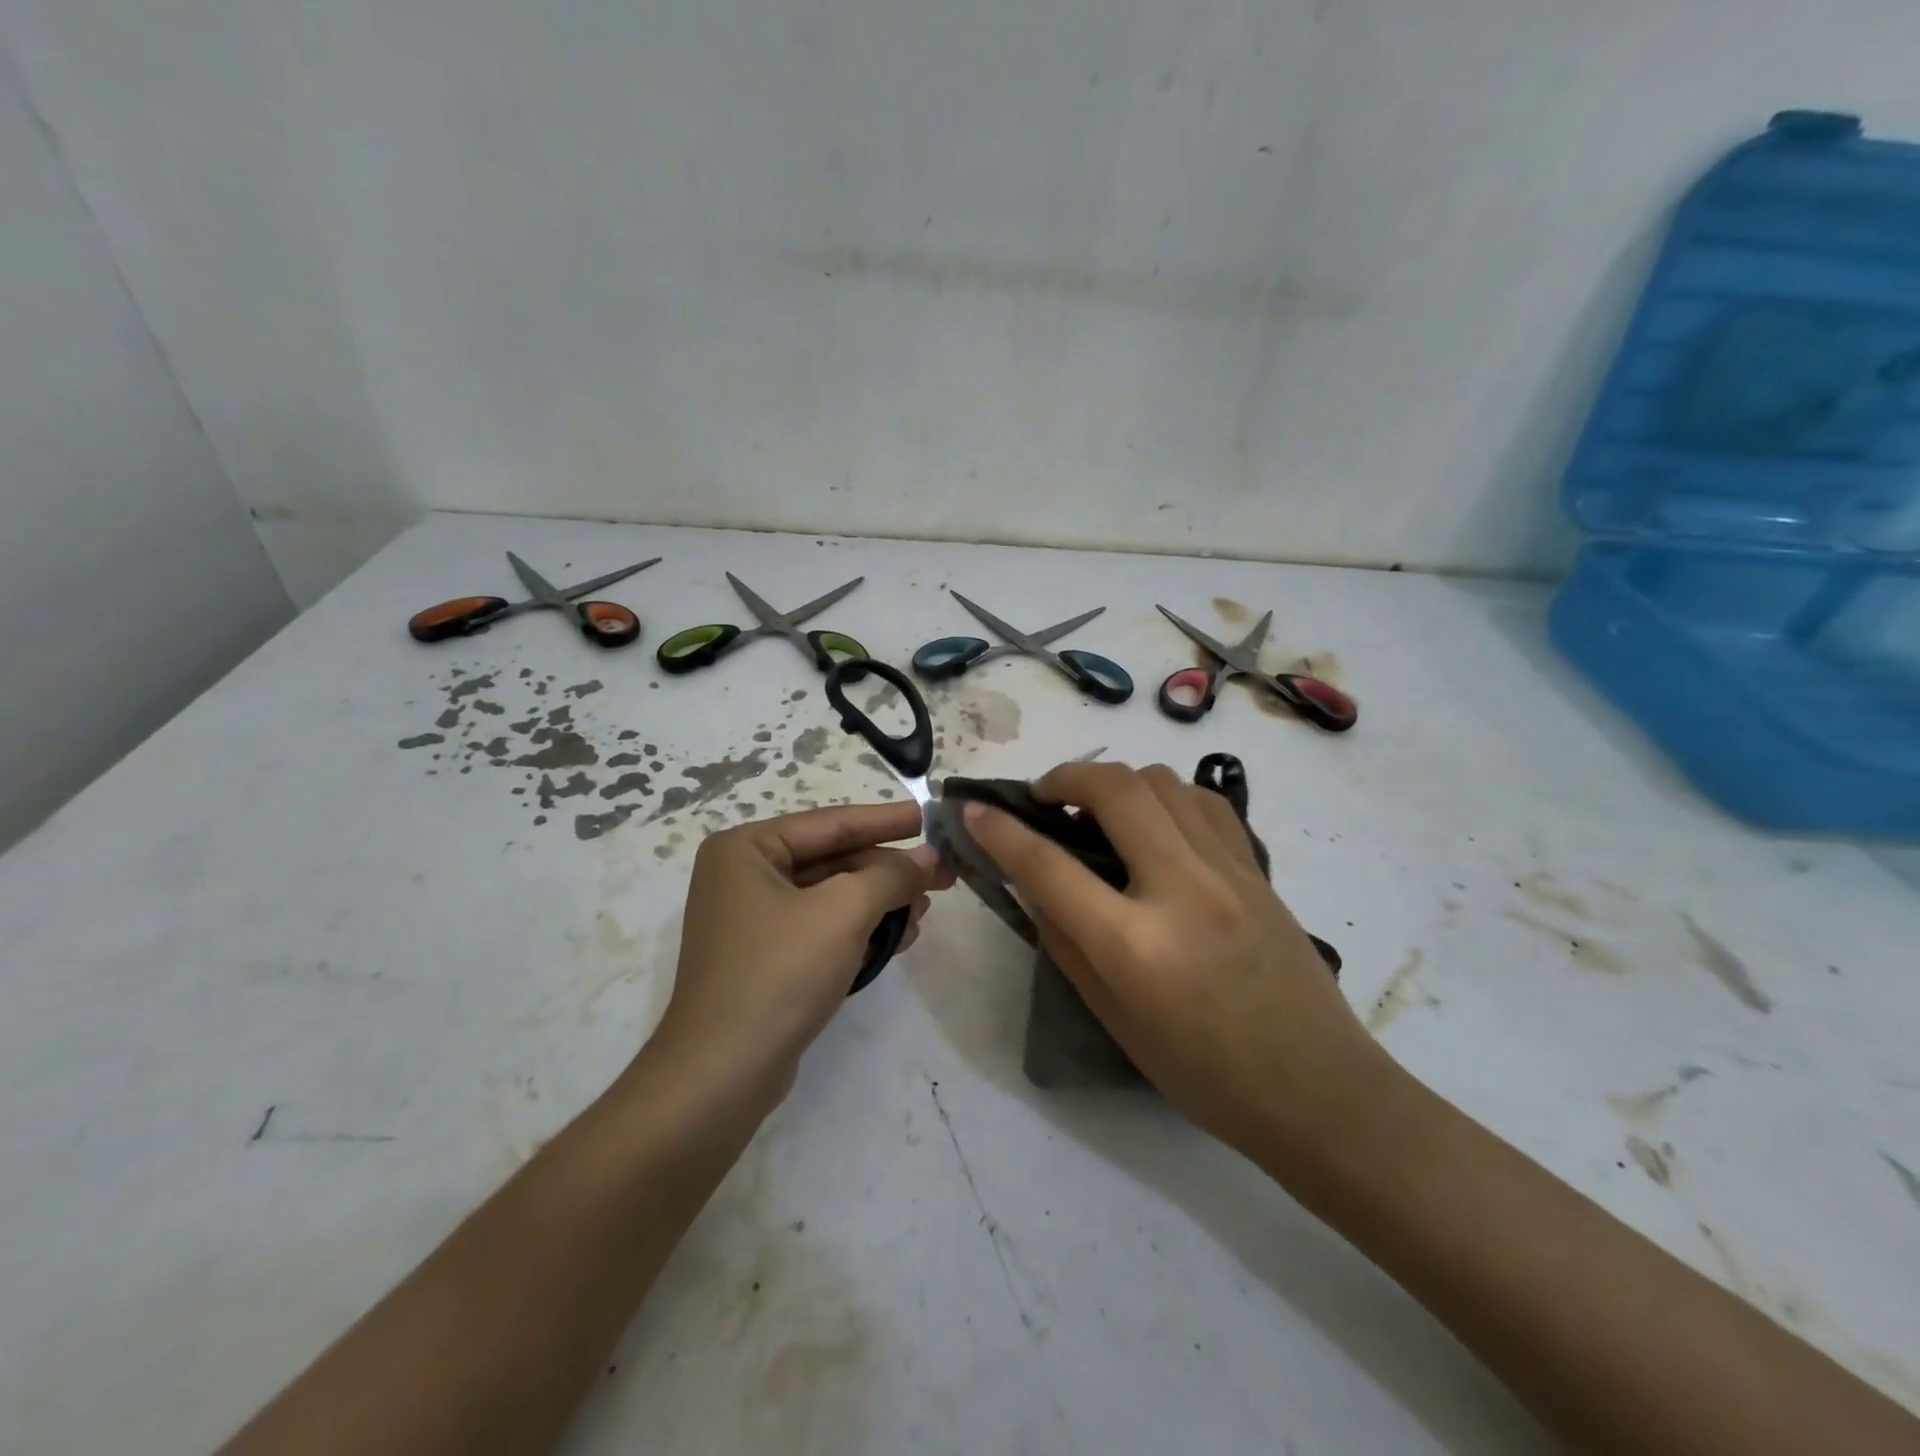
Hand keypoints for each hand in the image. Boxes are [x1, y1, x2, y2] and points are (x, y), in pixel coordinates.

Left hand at [652, 802, 953, 1100]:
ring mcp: (752, 921)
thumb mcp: (844, 912)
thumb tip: (930, 857)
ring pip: (831, 897)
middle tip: (942, 872)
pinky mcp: (765, 959)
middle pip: (832, 861)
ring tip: (925, 908)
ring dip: (879, 903)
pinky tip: (899, 937)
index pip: (830, 824)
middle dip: (887, 871)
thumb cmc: (780, 973)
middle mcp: (743, 877)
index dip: (884, 820)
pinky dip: (859, 930)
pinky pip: (821, 929)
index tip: (927, 816)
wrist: (722, 1075)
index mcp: (746, 849)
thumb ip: (891, 876)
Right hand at [964, 762, 1390, 1164]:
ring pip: (1162, 781)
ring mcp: (1228, 870)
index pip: (1049, 865)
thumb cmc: (1202, 1073)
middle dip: (1065, 778)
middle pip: (1114, 790)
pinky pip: (1203, 801)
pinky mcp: (1258, 868)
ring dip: (1116, 782)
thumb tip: (1033, 882)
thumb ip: (1065, 940)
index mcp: (1134, 944)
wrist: (1318, 1091)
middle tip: (1043, 798)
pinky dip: (1166, 795)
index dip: (1000, 831)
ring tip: (1098, 810)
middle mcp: (1182, 889)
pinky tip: (1154, 822)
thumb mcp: (1113, 1018)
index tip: (973, 809)